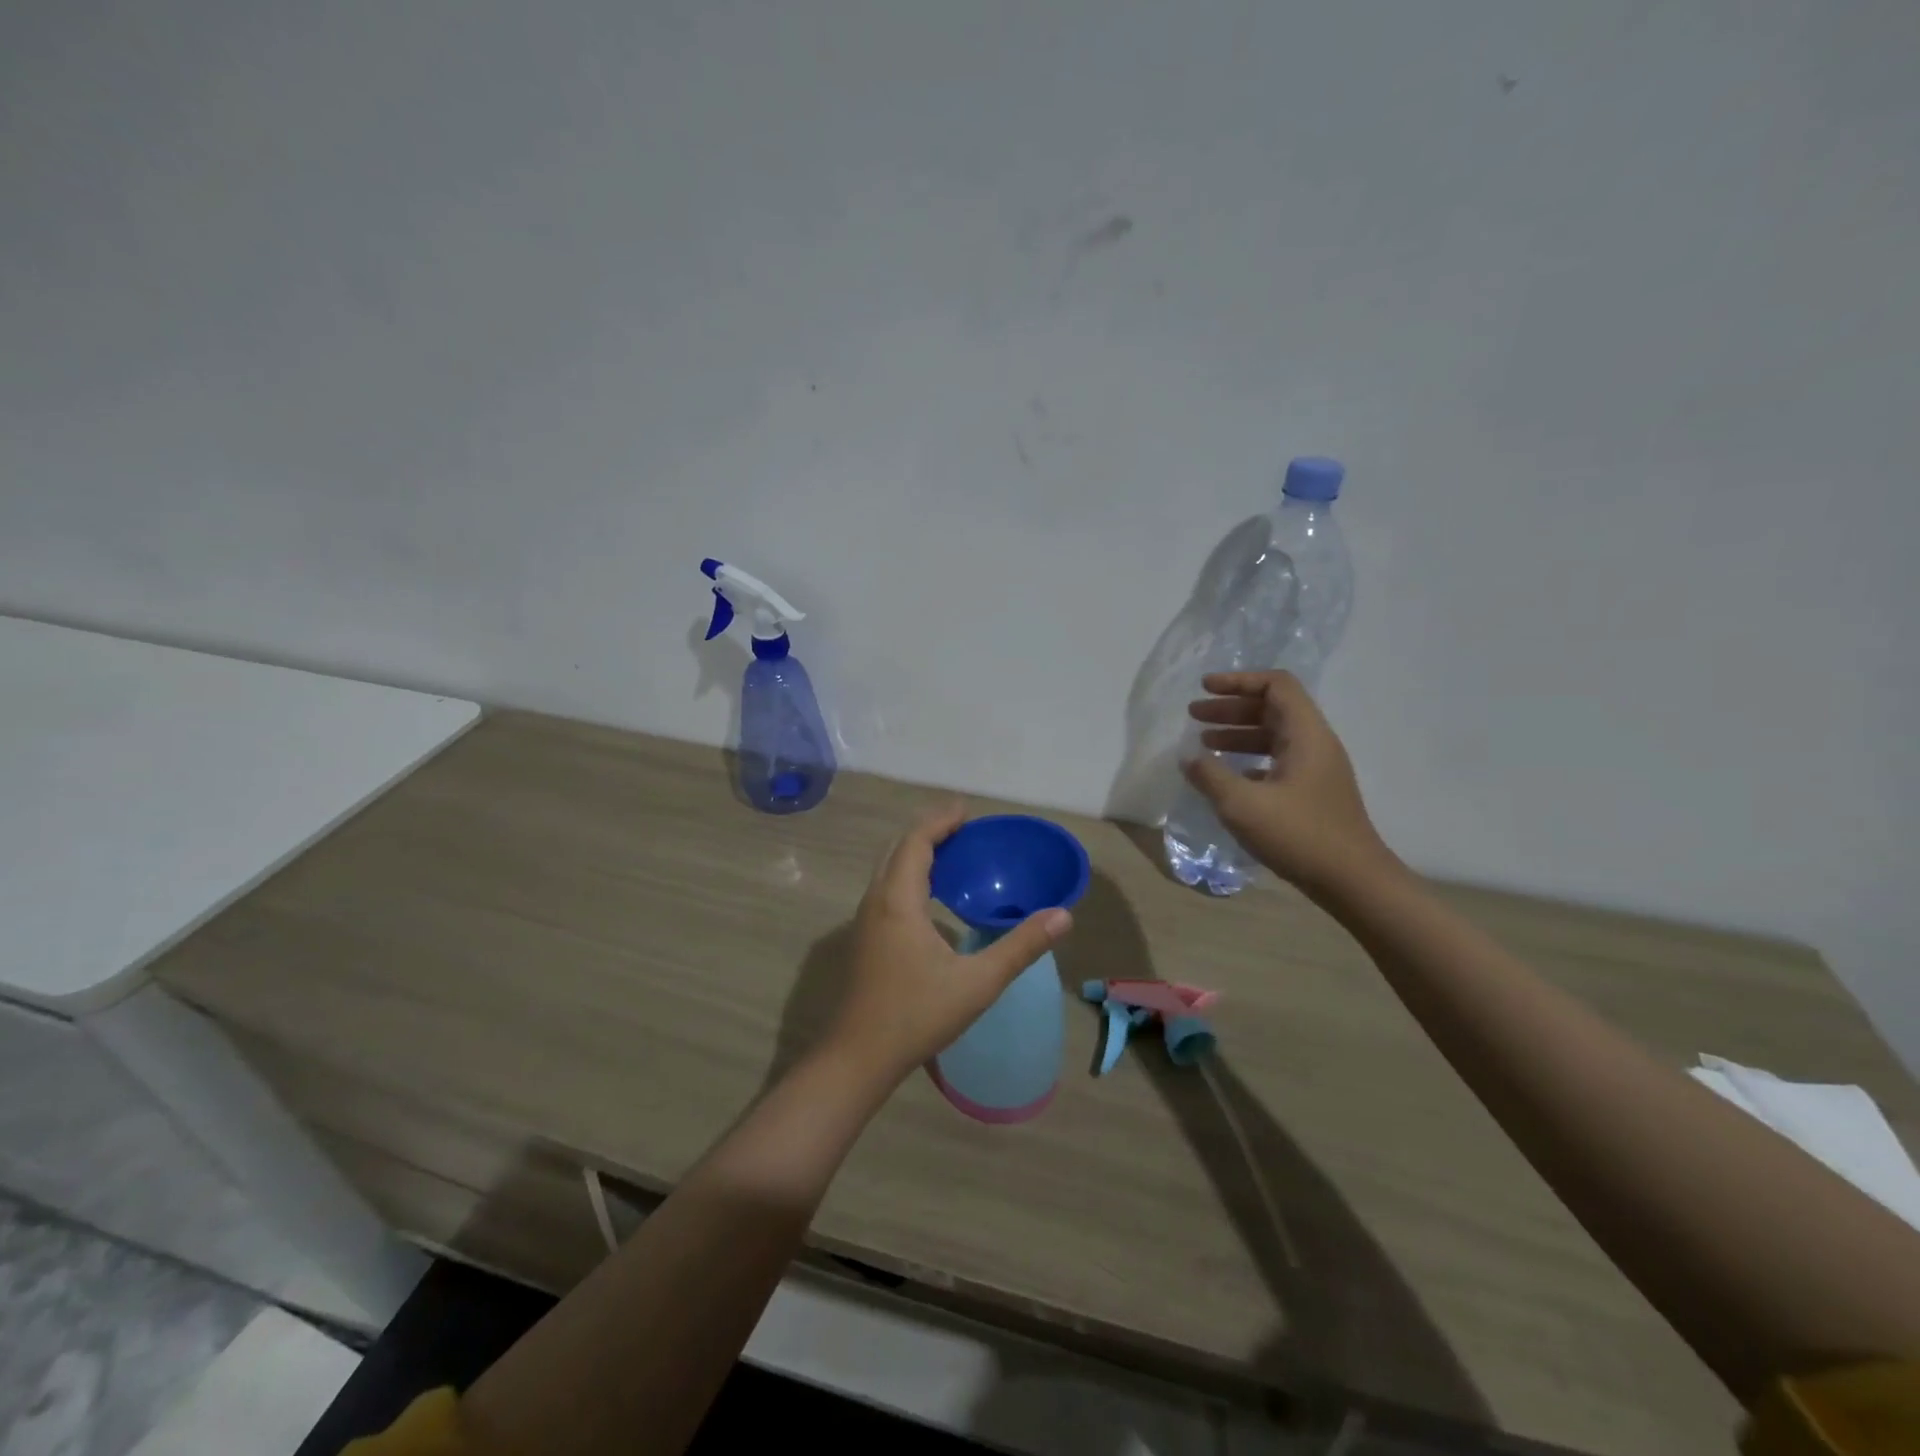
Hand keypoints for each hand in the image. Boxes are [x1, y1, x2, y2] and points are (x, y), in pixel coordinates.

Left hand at [823, 802, 1072, 1087]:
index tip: (966, 809)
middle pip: (899, 849)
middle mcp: (875, 901)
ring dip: (916, 852)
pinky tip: (930, 896)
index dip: (940, 820)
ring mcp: (864, 921)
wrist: (857, 1057)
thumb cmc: (917, 1015)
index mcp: (898, 901)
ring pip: (888, 869)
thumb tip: (1063, 915)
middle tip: (963, 827)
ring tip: (951, 853)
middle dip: (929, 831)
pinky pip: (886, 888)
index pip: (916, 842)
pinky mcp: (863, 939)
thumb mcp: (978, 983)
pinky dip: (908, 874)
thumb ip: (1021, 947)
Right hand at [1184, 671, 1396, 897]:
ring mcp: (1317, 770)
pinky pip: (1277, 761)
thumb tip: (1189, 757)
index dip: (1238, 681)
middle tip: (1194, 715)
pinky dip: (1249, 760)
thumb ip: (1210, 776)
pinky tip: (1228, 776)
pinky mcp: (1313, 794)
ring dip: (1238, 734)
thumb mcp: (1242, 804)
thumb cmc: (1299, 835)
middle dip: (1231, 708)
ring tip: (1203, 744)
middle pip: (1272, 708)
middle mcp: (1315, 744)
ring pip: (1274, 736)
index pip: (1276, 685)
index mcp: (1305, 735)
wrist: (1353, 881)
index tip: (1204, 688)